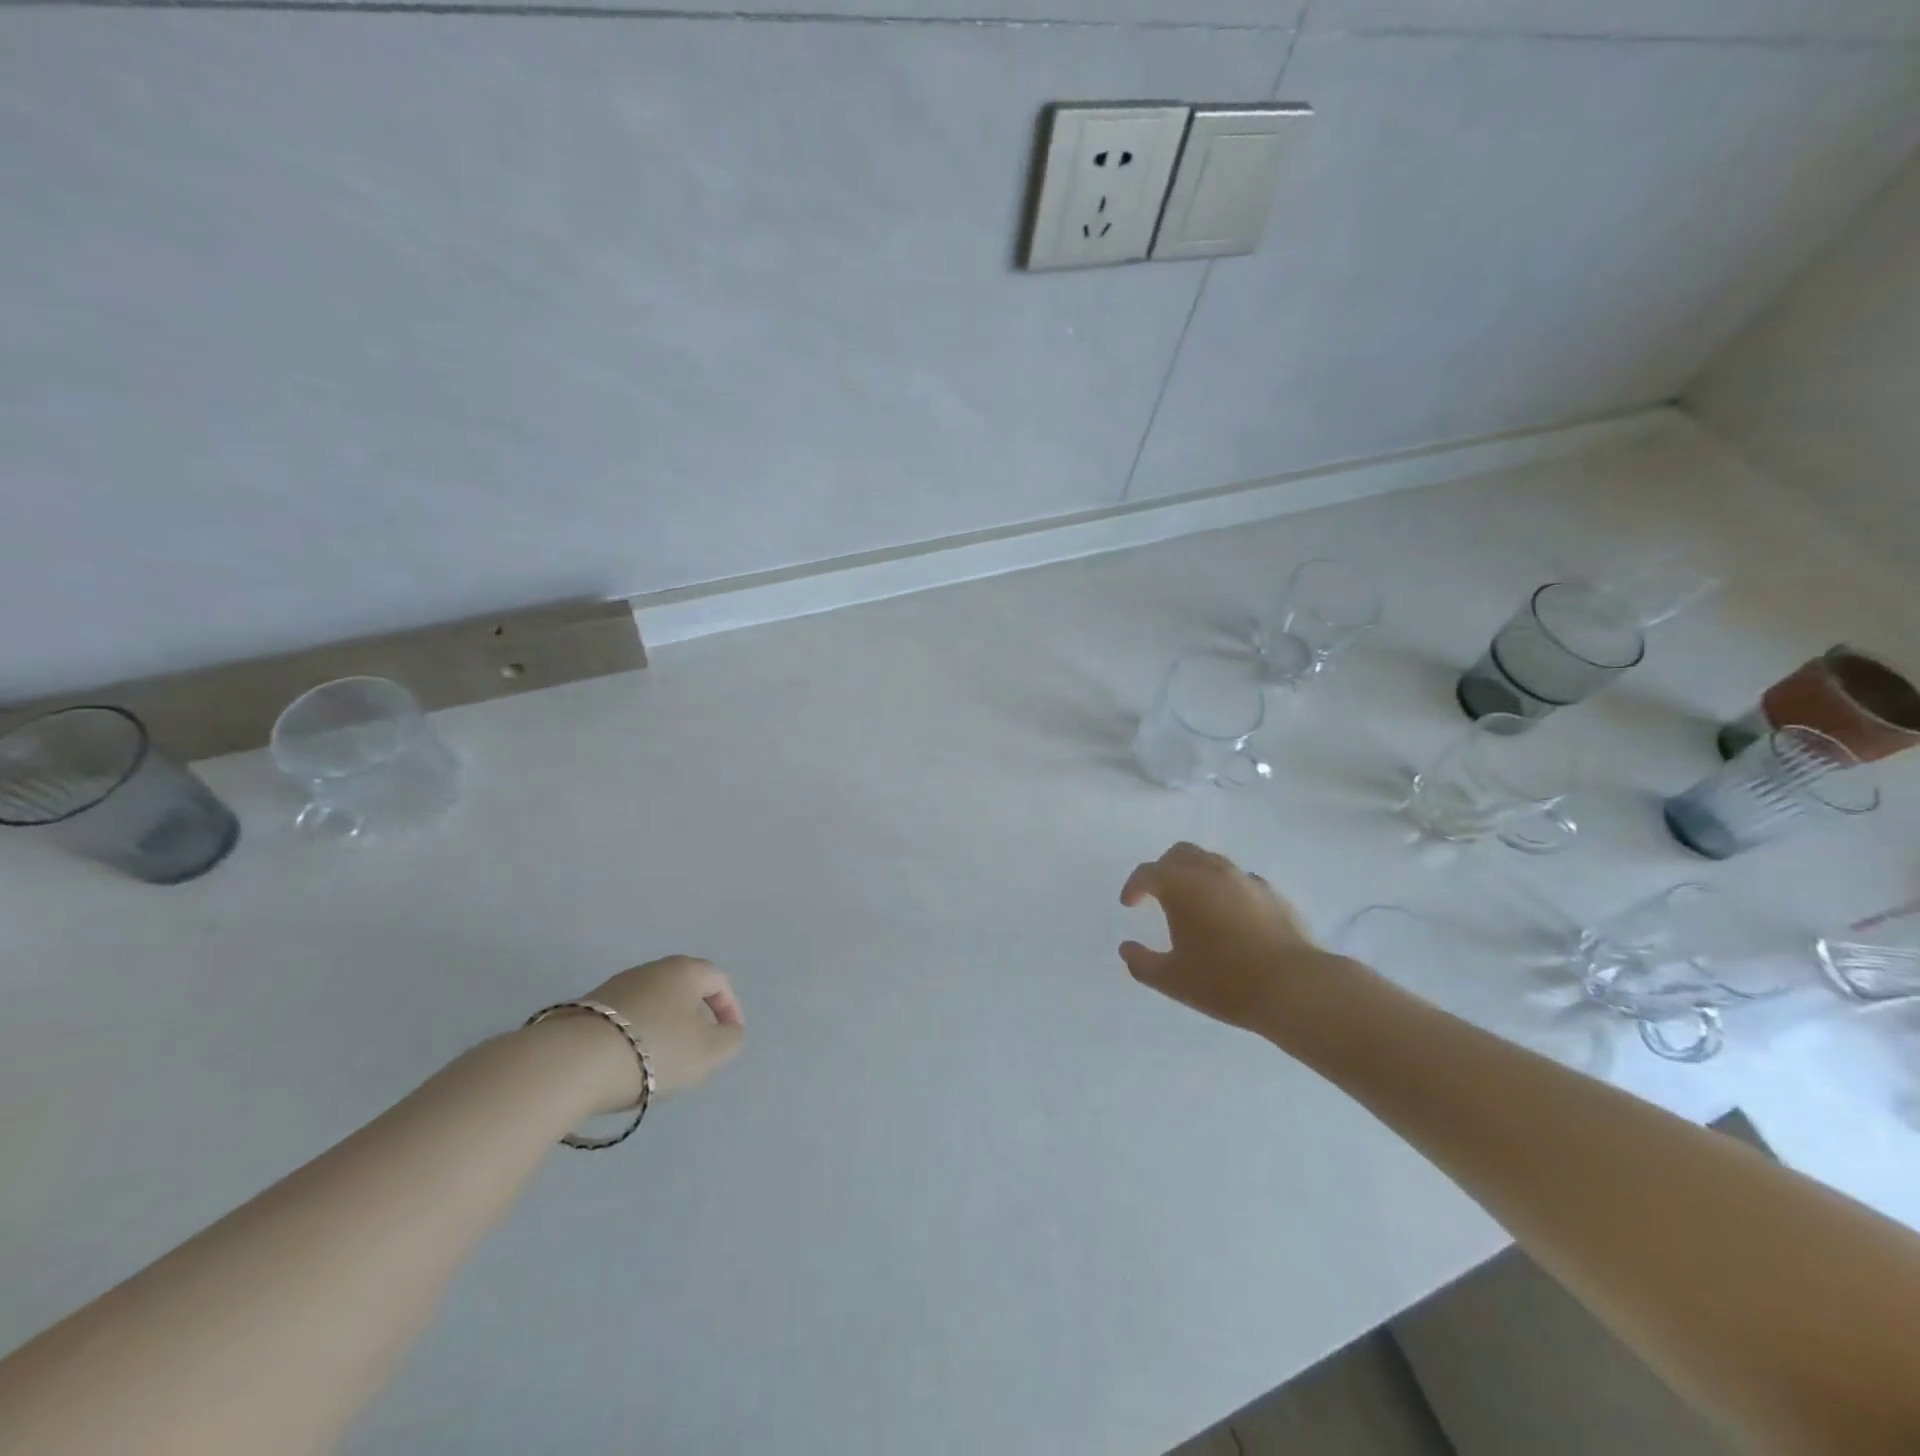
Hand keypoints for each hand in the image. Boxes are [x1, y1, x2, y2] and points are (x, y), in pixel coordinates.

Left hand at [569, 956, 745, 1109]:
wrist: (572, 1063)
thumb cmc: (655, 1049)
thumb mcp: (710, 1051)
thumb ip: (730, 1040)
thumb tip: (727, 1032)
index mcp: (685, 970)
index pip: (719, 981)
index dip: (731, 1009)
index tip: (728, 1039)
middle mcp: (651, 969)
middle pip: (684, 991)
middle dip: (695, 1020)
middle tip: (696, 1053)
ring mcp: (614, 987)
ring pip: (652, 1006)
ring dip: (663, 1031)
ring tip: (659, 1065)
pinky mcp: (585, 1010)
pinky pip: (624, 1021)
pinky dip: (634, 1039)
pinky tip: (627, 1066)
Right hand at [1119, 842, 1334, 1035]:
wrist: (1294, 987)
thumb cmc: (1224, 980)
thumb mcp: (1171, 979)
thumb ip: (1141, 963)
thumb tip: (1127, 949)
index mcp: (1181, 885)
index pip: (1148, 873)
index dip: (1134, 886)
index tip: (1129, 904)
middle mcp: (1211, 871)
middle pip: (1180, 854)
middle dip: (1164, 869)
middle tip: (1158, 894)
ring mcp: (1245, 879)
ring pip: (1212, 862)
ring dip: (1195, 874)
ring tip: (1193, 903)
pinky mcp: (1272, 893)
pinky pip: (1239, 880)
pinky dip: (1225, 888)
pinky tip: (1228, 915)